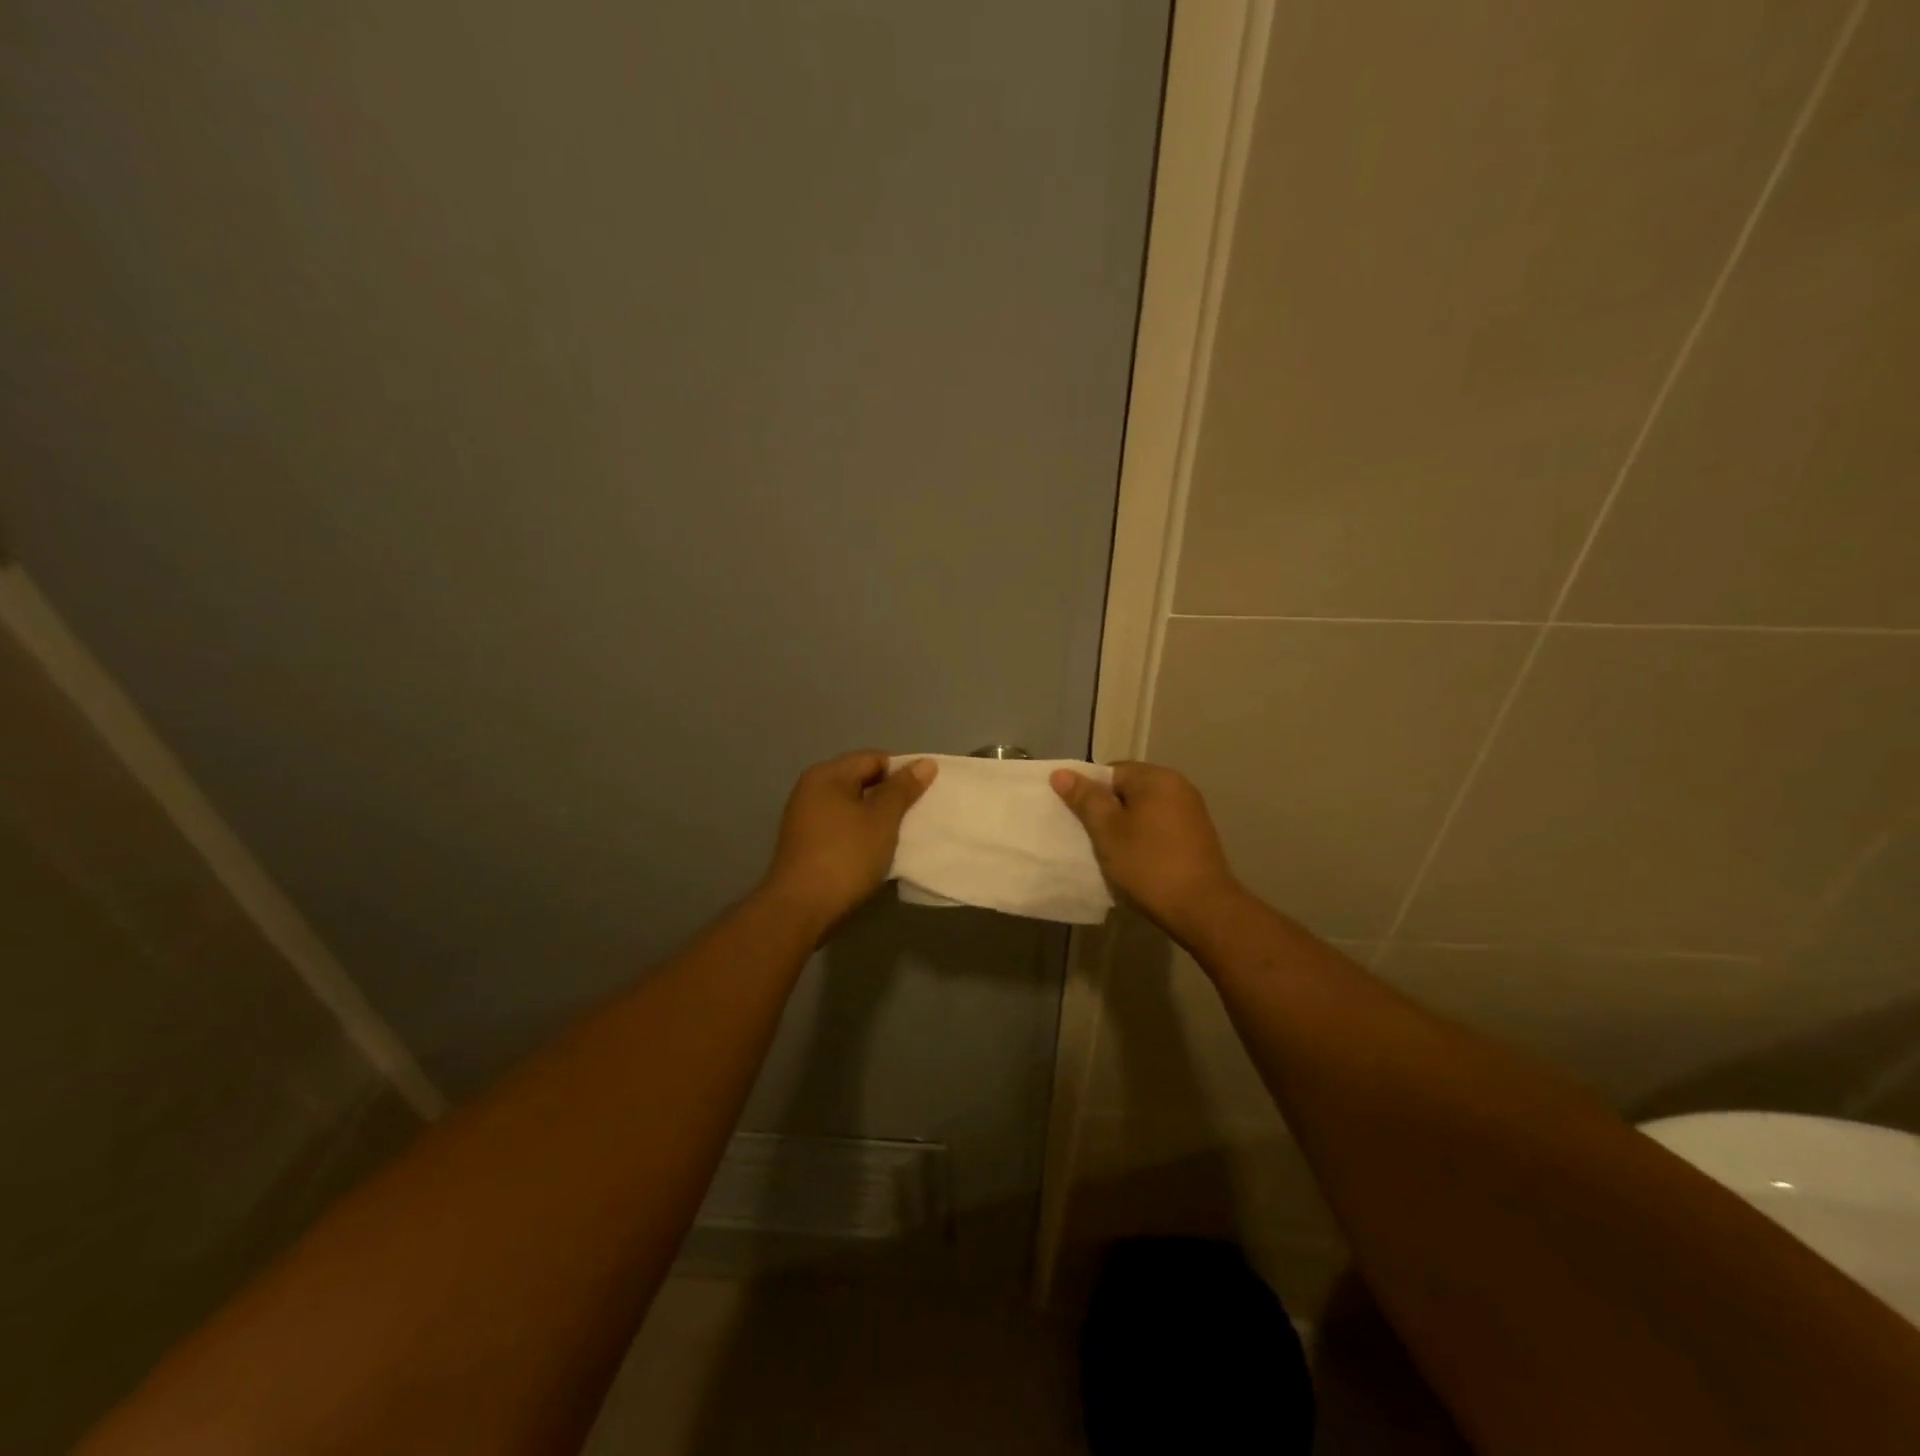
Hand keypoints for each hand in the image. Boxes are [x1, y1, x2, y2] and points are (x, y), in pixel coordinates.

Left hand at [761, 751, 935, 932]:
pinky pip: (842, 826)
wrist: (801, 909)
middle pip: (861, 780)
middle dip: (891, 794)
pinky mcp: (806, 843)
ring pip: (852, 806)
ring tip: (902, 833)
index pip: (874, 758)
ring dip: (877, 816)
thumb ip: (903, 789)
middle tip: (918, 814)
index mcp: (827, 775)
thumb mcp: (882, 819)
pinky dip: (862, 833)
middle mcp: (811, 789)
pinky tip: (878, 850)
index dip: (903, 771)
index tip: (926, 793)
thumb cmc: (845, 856)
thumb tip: (924, 762)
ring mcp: (805, 817)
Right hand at [1051, 761, 1246, 942]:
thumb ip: (1085, 799)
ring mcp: (1191, 811)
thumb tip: (1061, 773)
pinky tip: (1138, 861)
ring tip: (1113, 852)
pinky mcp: (1197, 835)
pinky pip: (1160, 826)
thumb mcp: (1107, 831)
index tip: (1081, 821)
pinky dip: (1145, 838)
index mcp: (1156, 777)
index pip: (1111, 771)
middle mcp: (1178, 786)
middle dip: (1109, 811)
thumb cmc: (1148, 864)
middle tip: (1092, 838)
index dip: (1090, 793)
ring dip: (1126, 827)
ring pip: (1144, 810)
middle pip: (1129, 789)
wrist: (1202, 909)